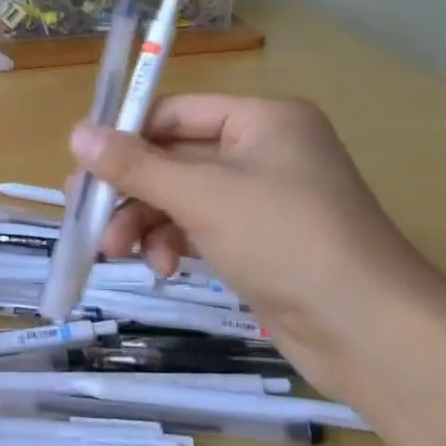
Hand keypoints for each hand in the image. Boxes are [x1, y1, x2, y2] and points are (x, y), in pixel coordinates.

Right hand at [69, 95, 439, 331]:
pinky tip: (160, 268)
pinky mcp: (262, 241)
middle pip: (173, 157)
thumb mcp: (200, 196)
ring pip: (181, 196)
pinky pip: (201, 227)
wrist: (371, 333)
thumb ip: (134, 165)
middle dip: (130, 189)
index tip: (81, 165)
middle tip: (85, 211)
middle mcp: (264, 150)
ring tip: (115, 251)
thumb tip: (74, 133)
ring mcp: (264, 198)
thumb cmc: (285, 240)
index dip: (125, 135)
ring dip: (145, 221)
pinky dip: (173, 242)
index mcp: (261, 119)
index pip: (174, 112)